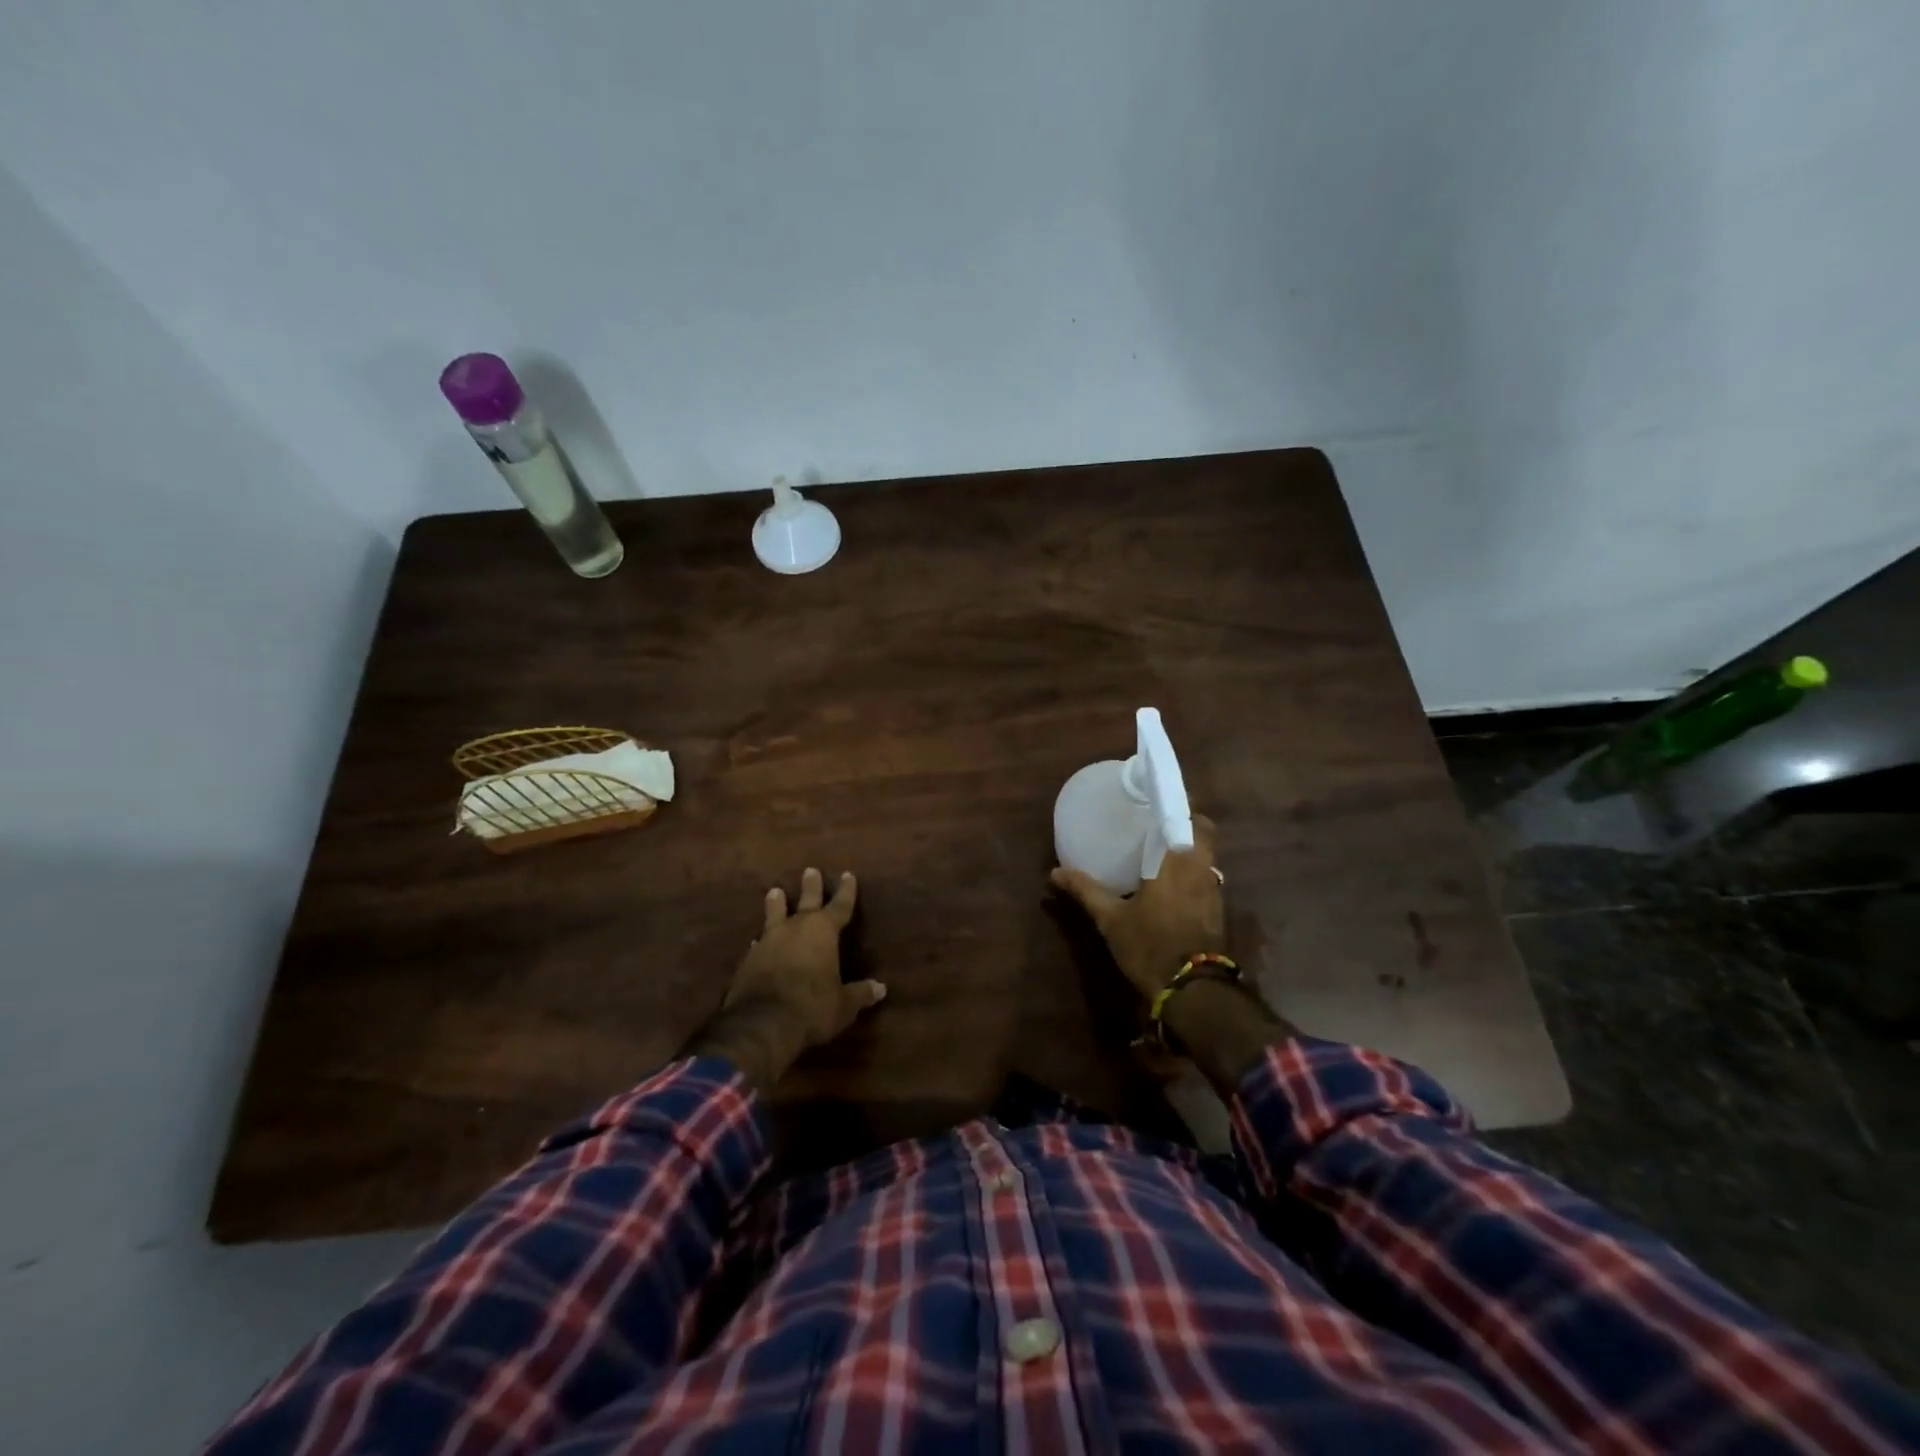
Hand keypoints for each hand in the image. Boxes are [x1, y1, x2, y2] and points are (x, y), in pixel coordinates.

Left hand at [691, 868, 885, 1091]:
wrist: (762, 1024)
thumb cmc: (812, 1008)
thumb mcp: (843, 1005)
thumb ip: (860, 993)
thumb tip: (880, 988)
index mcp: (823, 932)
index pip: (839, 906)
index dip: (846, 891)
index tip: (847, 874)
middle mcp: (795, 929)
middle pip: (806, 901)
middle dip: (811, 887)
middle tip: (810, 870)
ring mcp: (769, 942)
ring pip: (774, 915)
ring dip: (776, 904)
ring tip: (774, 891)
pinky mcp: (749, 959)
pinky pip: (759, 943)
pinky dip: (762, 940)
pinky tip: (757, 941)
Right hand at [1050, 815, 1226, 996]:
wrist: (1192, 991)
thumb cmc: (1149, 945)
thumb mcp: (1111, 919)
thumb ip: (1085, 891)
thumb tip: (1054, 873)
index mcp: (1178, 860)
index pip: (1192, 818)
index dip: (1180, 805)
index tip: (1159, 799)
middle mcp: (1202, 869)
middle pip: (1205, 833)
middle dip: (1186, 825)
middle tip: (1157, 825)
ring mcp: (1214, 891)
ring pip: (1207, 857)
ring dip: (1190, 849)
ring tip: (1161, 850)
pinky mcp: (1217, 912)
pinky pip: (1206, 878)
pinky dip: (1192, 873)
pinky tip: (1171, 884)